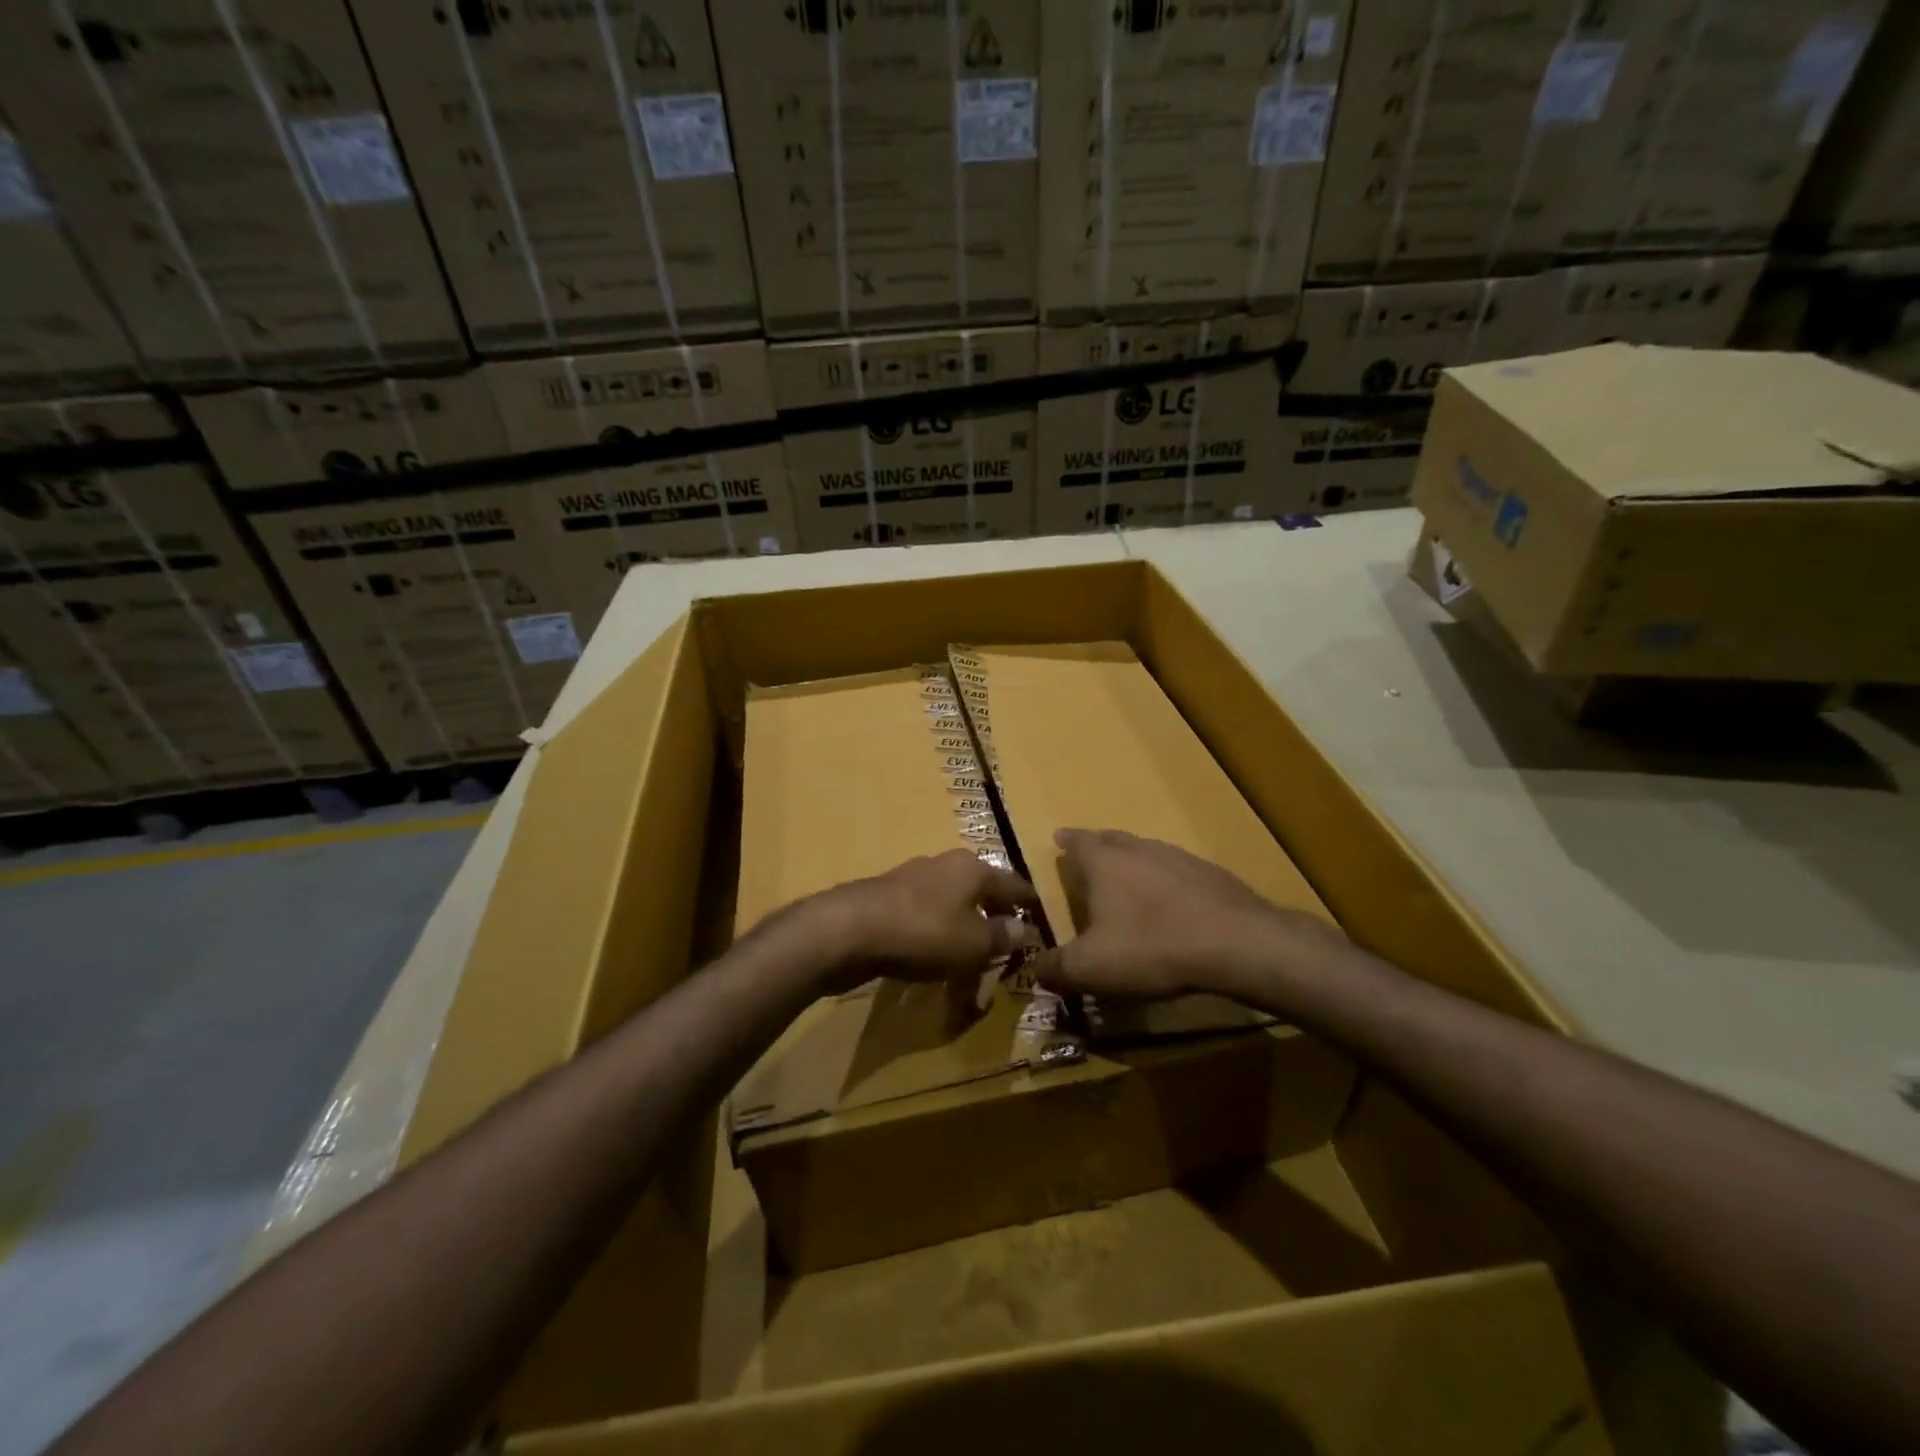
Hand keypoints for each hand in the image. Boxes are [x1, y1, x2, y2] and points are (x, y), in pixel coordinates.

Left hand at [807, 849, 1040, 992]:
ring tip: (969, 960)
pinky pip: (923, 919)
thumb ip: (1001, 936)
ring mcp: (912, 880)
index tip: (1040, 920)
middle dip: (992, 919)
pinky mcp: (886, 900)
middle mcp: (944, 865)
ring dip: (962, 931)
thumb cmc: (924, 932)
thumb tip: (1024, 929)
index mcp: (973, 868)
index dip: (1028, 905)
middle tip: (1004, 948)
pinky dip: (934, 937)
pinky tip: (932, 959)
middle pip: (979, 892)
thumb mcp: (974, 943)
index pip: (1014, 884)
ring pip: (950, 906)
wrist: (849, 929)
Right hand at [1038, 829, 1341, 1001]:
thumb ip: (1056, 968)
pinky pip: (1178, 871)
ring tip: (1128, 878)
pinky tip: (1173, 903)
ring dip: (1134, 861)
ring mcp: (1179, 858)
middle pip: (1112, 839)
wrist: (1236, 943)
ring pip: (1147, 852)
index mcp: (1105, 862)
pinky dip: (1167, 881)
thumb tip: (1033, 968)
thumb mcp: (1091, 968)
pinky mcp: (1212, 875)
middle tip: (1089, 855)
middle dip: (1097, 845)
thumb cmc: (1151, 947)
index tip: (1058, 837)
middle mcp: (1140, 849)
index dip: (1066, 841)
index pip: (1077, 842)